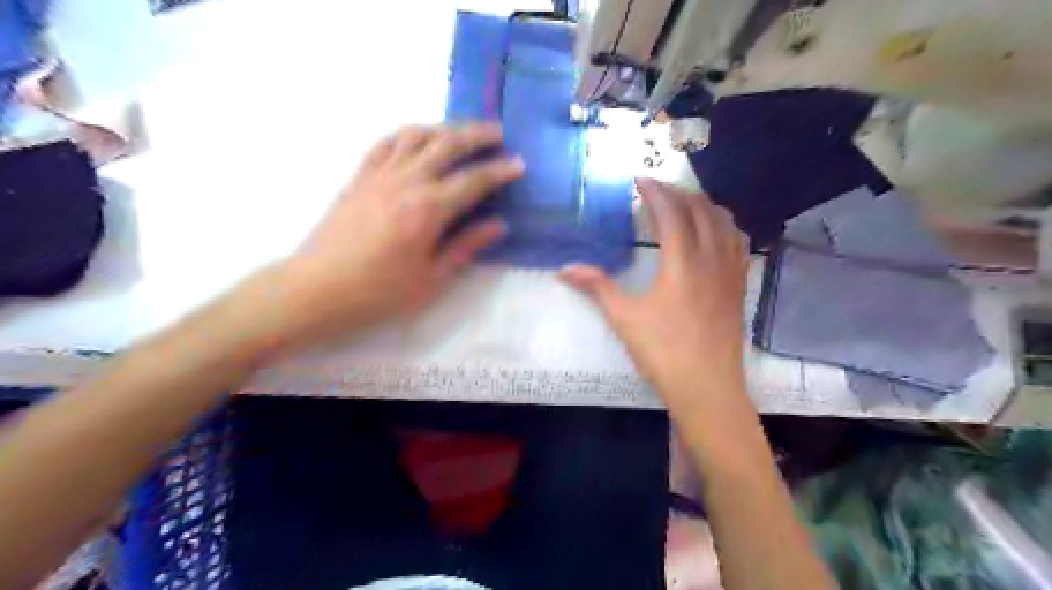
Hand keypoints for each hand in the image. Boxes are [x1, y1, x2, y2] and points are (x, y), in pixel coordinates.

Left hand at [265, 121, 522, 348]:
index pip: (474, 180)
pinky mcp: (359, 177)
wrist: (317, 290)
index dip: (500, 171)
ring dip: (444, 127)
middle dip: (478, 135)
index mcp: (429, 210)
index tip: (519, 165)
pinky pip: (386, 142)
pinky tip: (417, 138)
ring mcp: (380, 174)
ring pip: (417, 135)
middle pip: (448, 145)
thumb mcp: (432, 279)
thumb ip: (466, 247)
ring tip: (462, 132)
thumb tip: (498, 225)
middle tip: (498, 133)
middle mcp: (407, 181)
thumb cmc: (379, 292)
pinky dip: (407, 133)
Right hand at [559, 178, 745, 412]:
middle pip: (701, 211)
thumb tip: (564, 269)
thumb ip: (596, 287)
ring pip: (724, 223)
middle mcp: (711, 259)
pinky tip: (717, 232)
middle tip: (658, 189)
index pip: (671, 213)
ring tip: (686, 202)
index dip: (656, 192)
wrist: (707, 388)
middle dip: (679, 193)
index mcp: (682, 262)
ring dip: (704, 206)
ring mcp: (730, 273)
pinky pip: (738, 244)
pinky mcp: (739, 287)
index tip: (640, 180)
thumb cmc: (663, 352)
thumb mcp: (624, 318)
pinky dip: (725, 226)